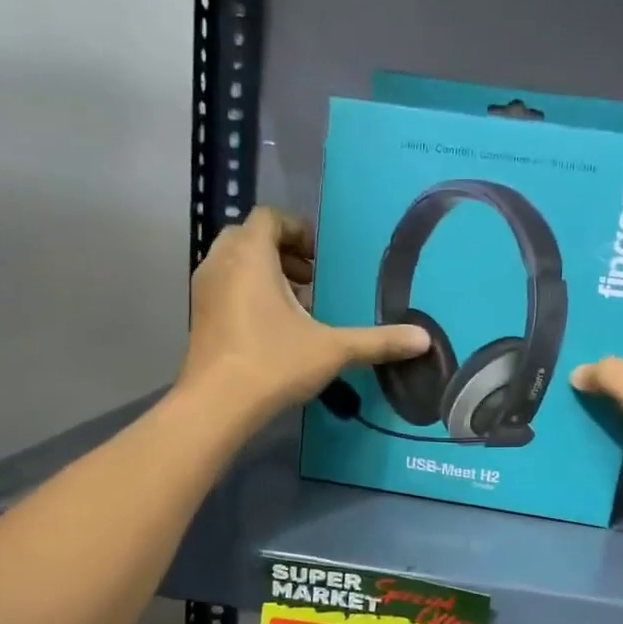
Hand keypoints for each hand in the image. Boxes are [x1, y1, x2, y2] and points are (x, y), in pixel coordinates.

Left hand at [178, 207, 428, 422]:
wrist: (216, 405)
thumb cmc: (273, 363)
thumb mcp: (333, 350)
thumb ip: (378, 341)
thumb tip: (424, 339)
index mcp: (251, 255)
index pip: (270, 217)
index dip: (298, 230)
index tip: (320, 260)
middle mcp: (221, 262)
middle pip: (250, 237)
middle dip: (282, 253)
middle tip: (311, 282)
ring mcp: (204, 290)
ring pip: (235, 263)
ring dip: (265, 274)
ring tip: (295, 307)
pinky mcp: (198, 316)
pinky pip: (225, 287)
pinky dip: (247, 294)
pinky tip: (271, 330)